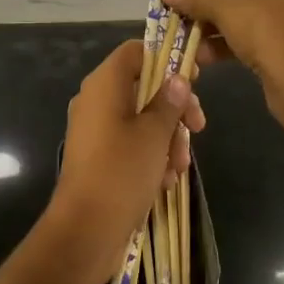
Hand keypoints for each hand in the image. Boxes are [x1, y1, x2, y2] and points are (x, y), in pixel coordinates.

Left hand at [48, 40, 204, 283]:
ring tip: (179, 166)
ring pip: (141, 118)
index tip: (193, 80)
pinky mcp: (98, 156)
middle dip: (174, 108)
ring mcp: (95, 129)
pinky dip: (150, 155)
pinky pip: (130, 143)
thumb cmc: (121, 172)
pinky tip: (165, 180)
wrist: (85, 232)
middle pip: (143, 86)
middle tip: (198, 128)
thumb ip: (169, 102)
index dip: (167, 59)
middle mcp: (96, 100)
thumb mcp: (154, 134)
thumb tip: (178, 78)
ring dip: (166, 138)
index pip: (136, 51)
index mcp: (104, 84)